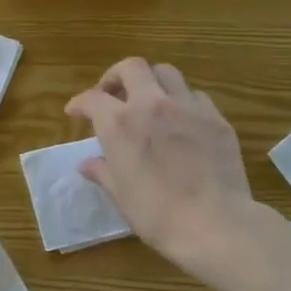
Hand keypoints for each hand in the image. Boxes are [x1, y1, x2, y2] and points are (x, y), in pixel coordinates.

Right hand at [66, 58, 255, 277]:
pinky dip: (181, 101)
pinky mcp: (216, 118)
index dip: (79, 103)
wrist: (214, 223)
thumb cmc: (156, 213)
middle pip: (131, 67)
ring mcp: (188, 107)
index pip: (92, 99)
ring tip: (148, 101)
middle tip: (112, 95)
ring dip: (152, 82)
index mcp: (120, 123)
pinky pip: (195, 96)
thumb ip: (103, 171)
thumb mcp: (121, 194)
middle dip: (116, 76)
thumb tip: (87, 164)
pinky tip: (181, 121)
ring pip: (167, 73)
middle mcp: (152, 104)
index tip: (75, 111)